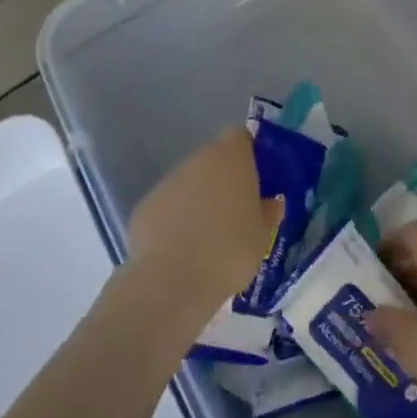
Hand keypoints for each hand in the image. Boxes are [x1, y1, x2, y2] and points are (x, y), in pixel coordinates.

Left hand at [127, 128, 280, 308]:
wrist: (173, 281)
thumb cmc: (230, 251)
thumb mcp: (263, 236)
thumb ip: (268, 212)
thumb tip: (271, 202)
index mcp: (230, 157)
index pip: (240, 137)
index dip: (248, 154)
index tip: (255, 180)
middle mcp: (197, 159)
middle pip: (214, 160)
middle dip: (223, 181)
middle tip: (235, 215)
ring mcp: (167, 181)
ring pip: (189, 183)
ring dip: (198, 201)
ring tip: (207, 240)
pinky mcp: (145, 205)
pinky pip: (168, 207)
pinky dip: (174, 221)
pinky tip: (180, 252)